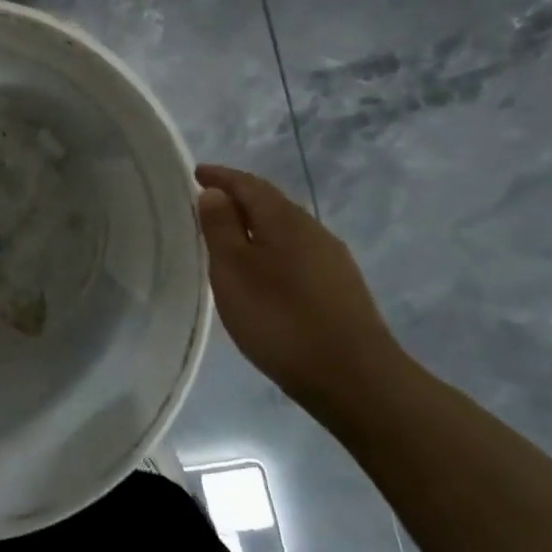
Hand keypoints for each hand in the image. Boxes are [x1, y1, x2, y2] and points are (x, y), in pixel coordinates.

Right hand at [194, 165, 408, 411]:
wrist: (355, 379)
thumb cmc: (280, 317)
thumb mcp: (234, 270)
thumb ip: (220, 227)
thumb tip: (215, 192)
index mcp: (284, 219)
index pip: (248, 184)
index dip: (220, 176)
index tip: (196, 172)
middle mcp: (313, 230)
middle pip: (271, 204)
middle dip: (239, 199)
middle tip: (207, 204)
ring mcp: (332, 260)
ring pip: (285, 230)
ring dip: (256, 227)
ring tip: (229, 240)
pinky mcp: (341, 289)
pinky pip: (297, 254)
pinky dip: (272, 250)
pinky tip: (264, 274)